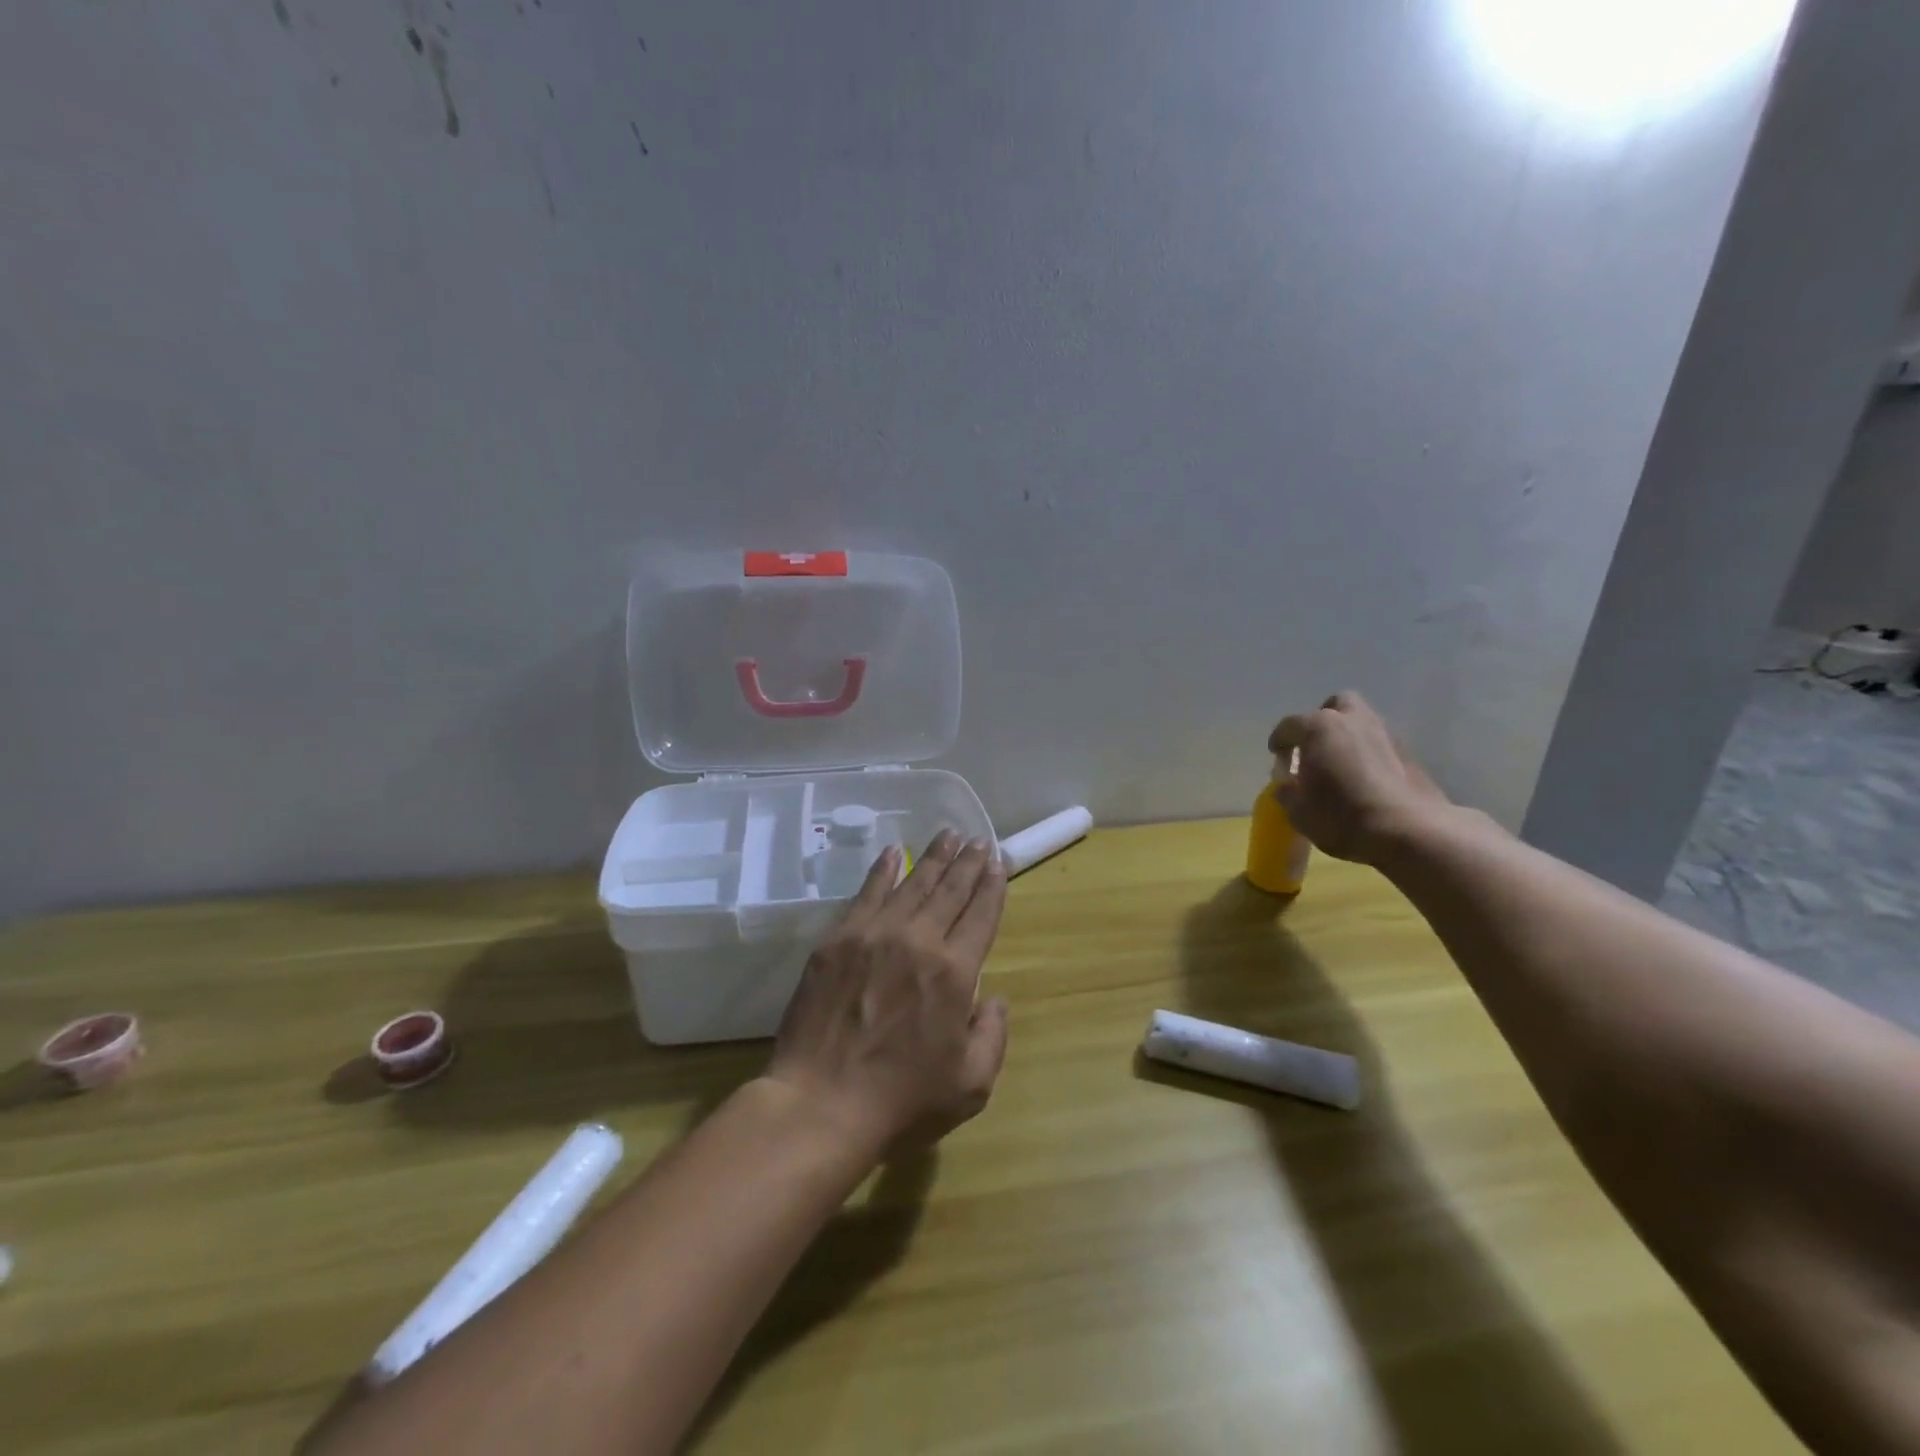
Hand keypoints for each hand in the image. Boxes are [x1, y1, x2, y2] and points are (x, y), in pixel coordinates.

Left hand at [767, 830, 1010, 1155]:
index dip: (992, 886)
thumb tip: (993, 998)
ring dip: (933, 858)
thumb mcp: (971, 1085)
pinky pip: (866, 893)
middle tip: (977, 839)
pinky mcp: (837, 940)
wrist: (821, 1104)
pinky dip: (883, 870)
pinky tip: (893, 853)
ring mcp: (874, 935)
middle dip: (967, 862)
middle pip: (949, 891)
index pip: (980, 916)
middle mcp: (918, 941)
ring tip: (947, 834)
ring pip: (911, 884)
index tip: (997, 861)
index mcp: (954, 972)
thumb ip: (992, 1035)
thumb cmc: (902, 1101)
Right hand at [1269, 691, 1450, 862]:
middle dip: (1322, 721)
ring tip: (1340, 764)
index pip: (1289, 725)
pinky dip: (1369, 754)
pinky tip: (1365, 779)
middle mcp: (1353, 720)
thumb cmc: (1341, 816)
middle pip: (1335, 706)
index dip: (1279, 741)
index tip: (1277, 757)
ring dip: (1348, 736)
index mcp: (1319, 728)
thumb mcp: (1298, 811)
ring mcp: (1386, 734)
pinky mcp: (1409, 753)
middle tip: (1314, 747)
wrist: (1408, 831)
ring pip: (1362, 722)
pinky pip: (1380, 744)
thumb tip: (1288, 785)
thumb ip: (1287, 792)